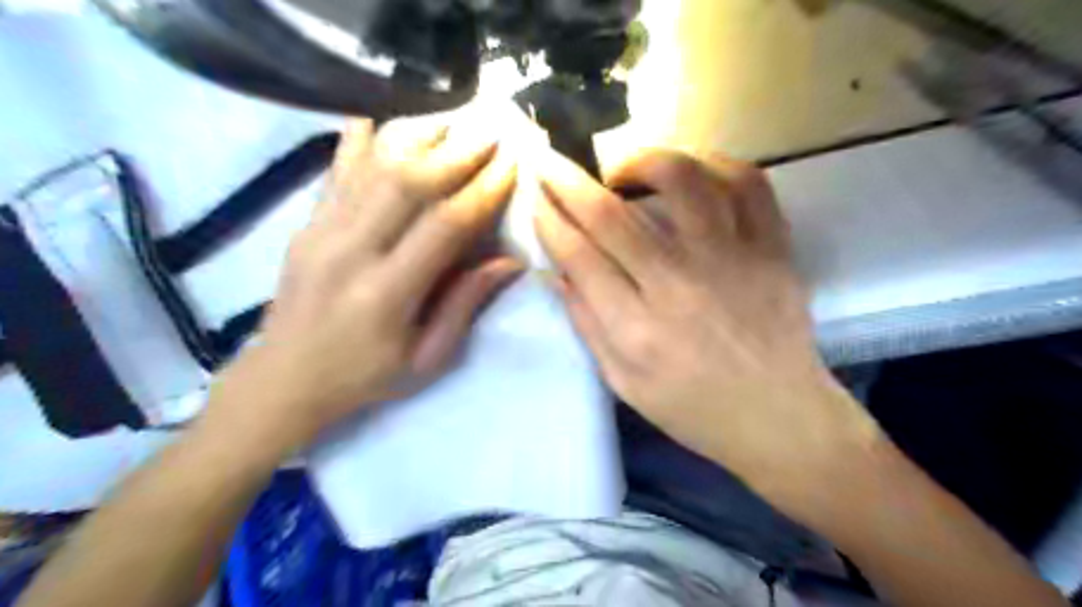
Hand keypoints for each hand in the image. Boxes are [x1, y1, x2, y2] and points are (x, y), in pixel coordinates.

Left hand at [209, 118, 522, 450]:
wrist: (284, 379)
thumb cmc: (365, 376)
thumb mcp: (427, 356)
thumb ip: (465, 304)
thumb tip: (509, 261)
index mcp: (387, 293)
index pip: (444, 225)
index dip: (482, 191)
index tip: (510, 165)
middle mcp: (351, 252)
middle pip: (408, 184)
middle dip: (456, 154)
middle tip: (489, 134)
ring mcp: (321, 233)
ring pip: (373, 169)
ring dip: (417, 141)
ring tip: (450, 124)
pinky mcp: (305, 226)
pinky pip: (336, 175)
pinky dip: (357, 143)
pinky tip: (374, 118)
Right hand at [534, 149, 876, 505]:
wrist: (778, 416)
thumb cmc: (693, 409)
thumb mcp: (623, 382)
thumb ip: (587, 323)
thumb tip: (558, 270)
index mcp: (637, 328)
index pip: (578, 256)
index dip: (549, 219)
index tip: (535, 196)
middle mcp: (679, 285)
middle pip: (610, 215)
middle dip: (568, 181)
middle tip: (551, 162)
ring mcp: (732, 260)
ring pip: (681, 181)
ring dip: (640, 162)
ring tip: (624, 172)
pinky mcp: (772, 249)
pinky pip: (747, 183)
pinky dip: (714, 164)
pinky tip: (692, 173)